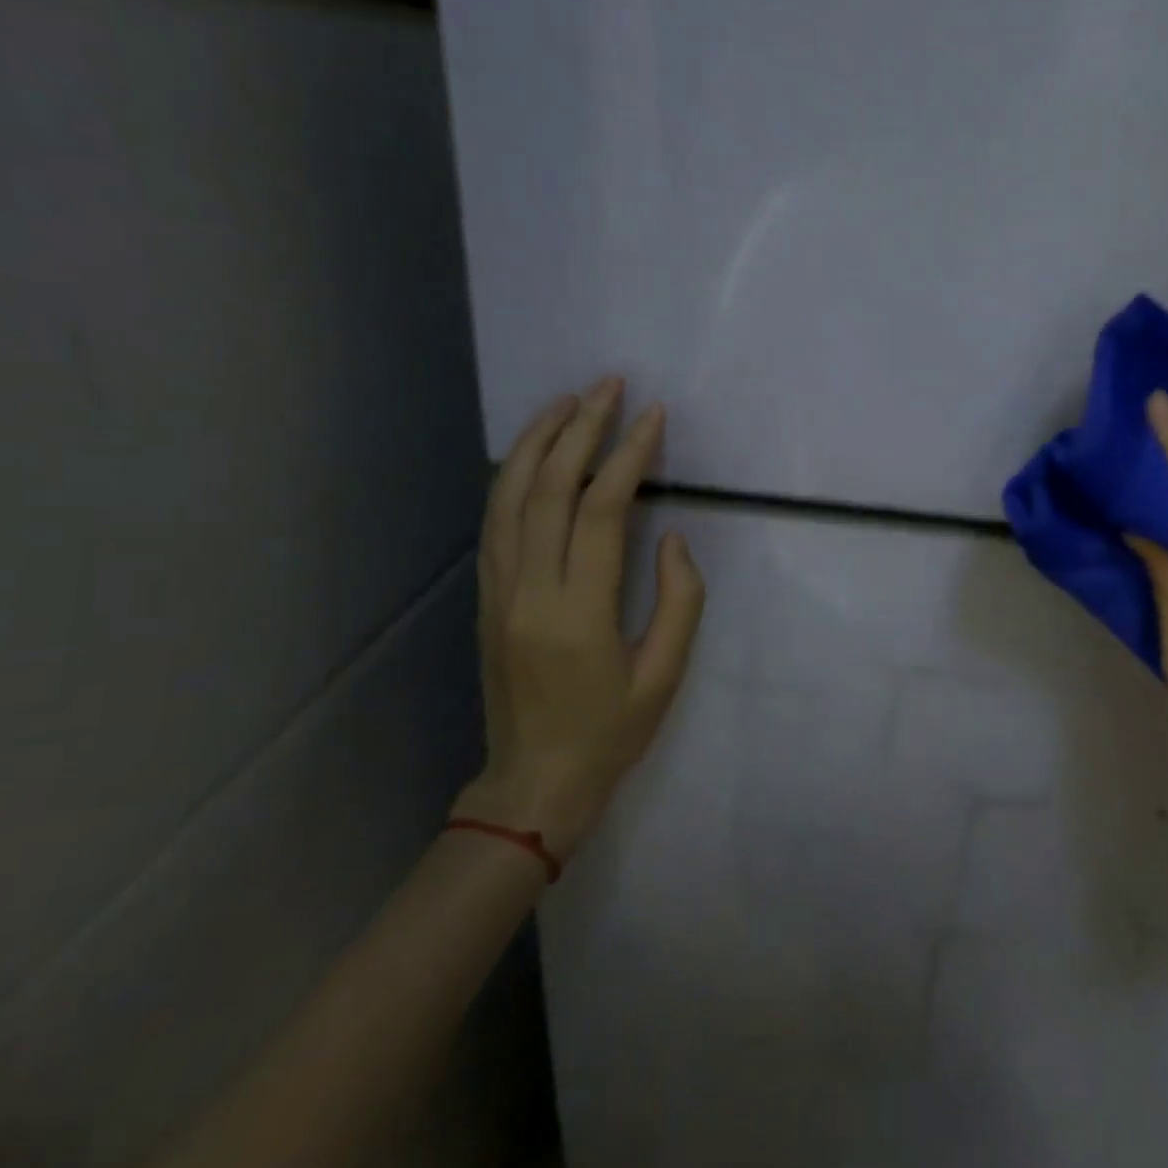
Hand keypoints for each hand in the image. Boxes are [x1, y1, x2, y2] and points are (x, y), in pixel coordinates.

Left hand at [454, 377, 704, 858]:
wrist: (533, 782)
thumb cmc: (610, 733)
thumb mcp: (664, 675)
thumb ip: (680, 600)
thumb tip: (672, 538)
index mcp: (579, 612)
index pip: (603, 511)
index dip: (629, 456)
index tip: (653, 416)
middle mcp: (529, 590)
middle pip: (549, 489)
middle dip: (581, 429)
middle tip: (609, 385)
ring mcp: (499, 591)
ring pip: (509, 496)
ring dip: (538, 441)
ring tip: (568, 401)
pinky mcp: (487, 596)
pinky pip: (496, 521)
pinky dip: (514, 476)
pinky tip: (534, 453)